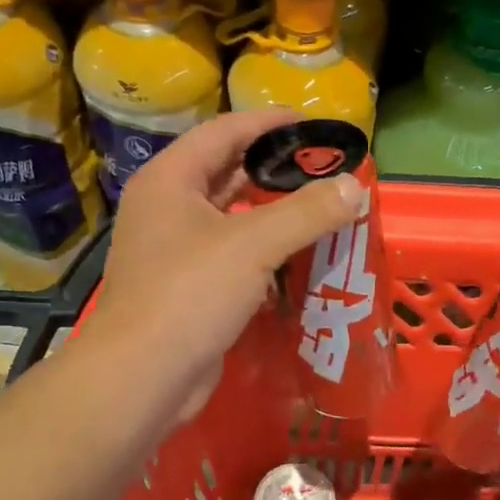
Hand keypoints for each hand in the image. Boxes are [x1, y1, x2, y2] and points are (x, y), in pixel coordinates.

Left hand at [93, 109, 361, 416]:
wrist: (144, 375)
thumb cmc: (189, 294)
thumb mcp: (253, 245)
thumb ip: (307, 212)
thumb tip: (355, 187)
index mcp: (170, 181)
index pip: (225, 132)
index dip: (270, 124)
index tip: (315, 126)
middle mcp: (167, 209)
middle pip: (227, 175)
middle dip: (275, 172)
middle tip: (324, 172)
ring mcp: (174, 253)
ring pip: (231, 221)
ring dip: (272, 217)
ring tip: (320, 212)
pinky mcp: (187, 290)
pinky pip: (232, 260)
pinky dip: (263, 256)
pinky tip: (297, 262)